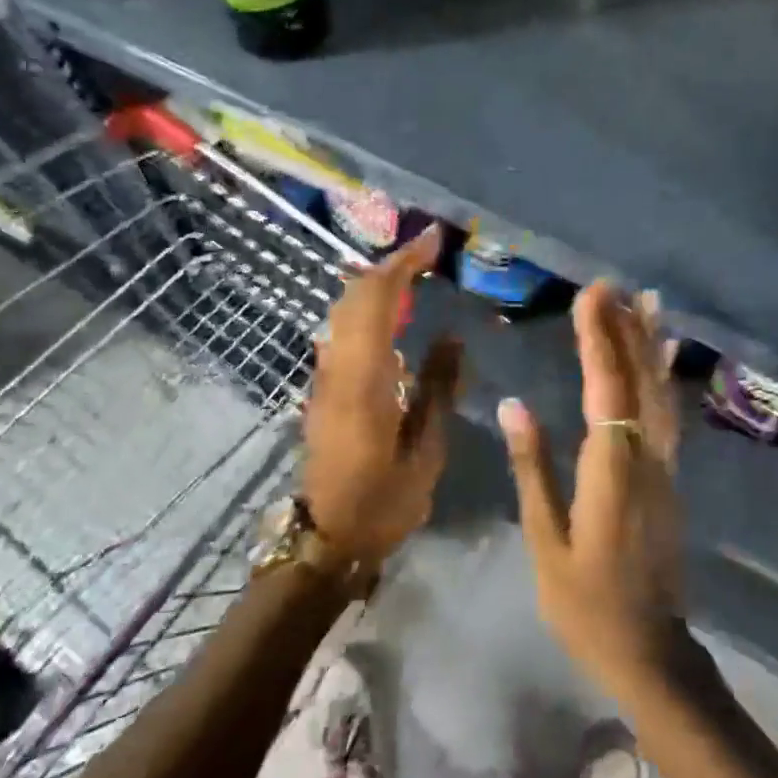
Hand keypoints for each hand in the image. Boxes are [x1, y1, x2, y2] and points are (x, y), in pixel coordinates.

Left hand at [304, 226, 461, 565]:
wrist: (328, 537)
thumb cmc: (384, 501)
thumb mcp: (426, 449)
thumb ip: (438, 387)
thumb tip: (453, 336)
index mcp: (364, 380)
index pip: (378, 300)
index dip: (405, 263)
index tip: (435, 240)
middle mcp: (337, 367)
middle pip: (355, 295)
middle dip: (392, 264)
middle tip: (431, 251)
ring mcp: (325, 376)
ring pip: (345, 310)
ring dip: (378, 283)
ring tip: (417, 273)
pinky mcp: (324, 387)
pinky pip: (344, 330)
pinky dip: (369, 307)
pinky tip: (395, 314)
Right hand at [498, 282, 686, 700]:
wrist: (649, 650)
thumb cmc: (585, 603)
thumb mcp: (547, 540)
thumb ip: (533, 468)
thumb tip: (513, 404)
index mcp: (611, 472)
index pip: (607, 390)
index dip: (599, 339)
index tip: (589, 296)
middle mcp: (647, 459)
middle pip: (640, 381)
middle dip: (625, 328)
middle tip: (611, 285)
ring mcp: (666, 467)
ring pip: (662, 393)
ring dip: (652, 344)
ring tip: (647, 301)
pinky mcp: (671, 478)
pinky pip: (670, 414)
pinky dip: (666, 377)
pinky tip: (664, 357)